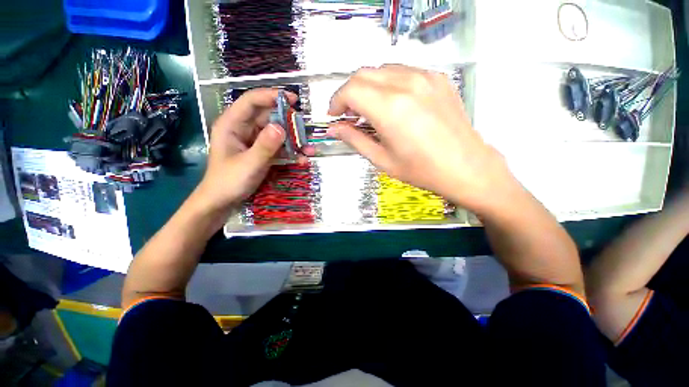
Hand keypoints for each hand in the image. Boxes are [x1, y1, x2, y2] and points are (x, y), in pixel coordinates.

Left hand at [194, 88, 308, 214]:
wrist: (222, 201)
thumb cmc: (229, 181)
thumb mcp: (249, 164)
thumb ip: (265, 146)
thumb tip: (281, 127)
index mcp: (232, 124)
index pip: (252, 101)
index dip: (271, 96)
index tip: (293, 100)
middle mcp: (243, 128)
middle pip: (268, 116)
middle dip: (288, 122)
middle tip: (305, 130)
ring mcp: (253, 140)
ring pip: (275, 132)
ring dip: (293, 139)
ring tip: (308, 148)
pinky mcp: (260, 151)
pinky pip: (277, 146)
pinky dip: (290, 151)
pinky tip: (301, 159)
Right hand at [328, 65, 515, 211]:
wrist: (465, 167)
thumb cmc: (421, 170)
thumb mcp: (382, 159)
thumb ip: (354, 139)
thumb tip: (334, 129)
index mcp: (390, 109)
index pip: (351, 89)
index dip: (337, 101)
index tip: (335, 116)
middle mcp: (406, 84)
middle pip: (364, 74)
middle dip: (349, 93)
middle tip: (349, 114)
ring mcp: (425, 78)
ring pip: (383, 70)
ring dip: (368, 87)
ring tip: (369, 110)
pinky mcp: (438, 79)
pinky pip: (404, 72)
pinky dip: (389, 84)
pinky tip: (392, 103)